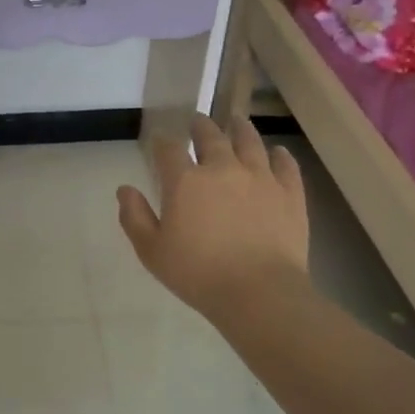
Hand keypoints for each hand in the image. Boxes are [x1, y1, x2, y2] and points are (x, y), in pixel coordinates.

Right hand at [118, 115, 309, 325]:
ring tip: (236, 121)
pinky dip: (280, 154)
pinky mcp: (289, 193)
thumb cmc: (198, 274)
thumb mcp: (152, 251)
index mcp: (185, 181)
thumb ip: (135, 217)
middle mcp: (222, 168)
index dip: (162, 141)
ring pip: (249, 142)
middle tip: (197, 122)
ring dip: (239, 128)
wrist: (259, 292)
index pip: (169, 149)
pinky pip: (285, 164)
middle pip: (210, 136)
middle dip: (200, 126)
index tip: (160, 140)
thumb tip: (124, 189)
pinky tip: (277, 151)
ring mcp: (260, 177)